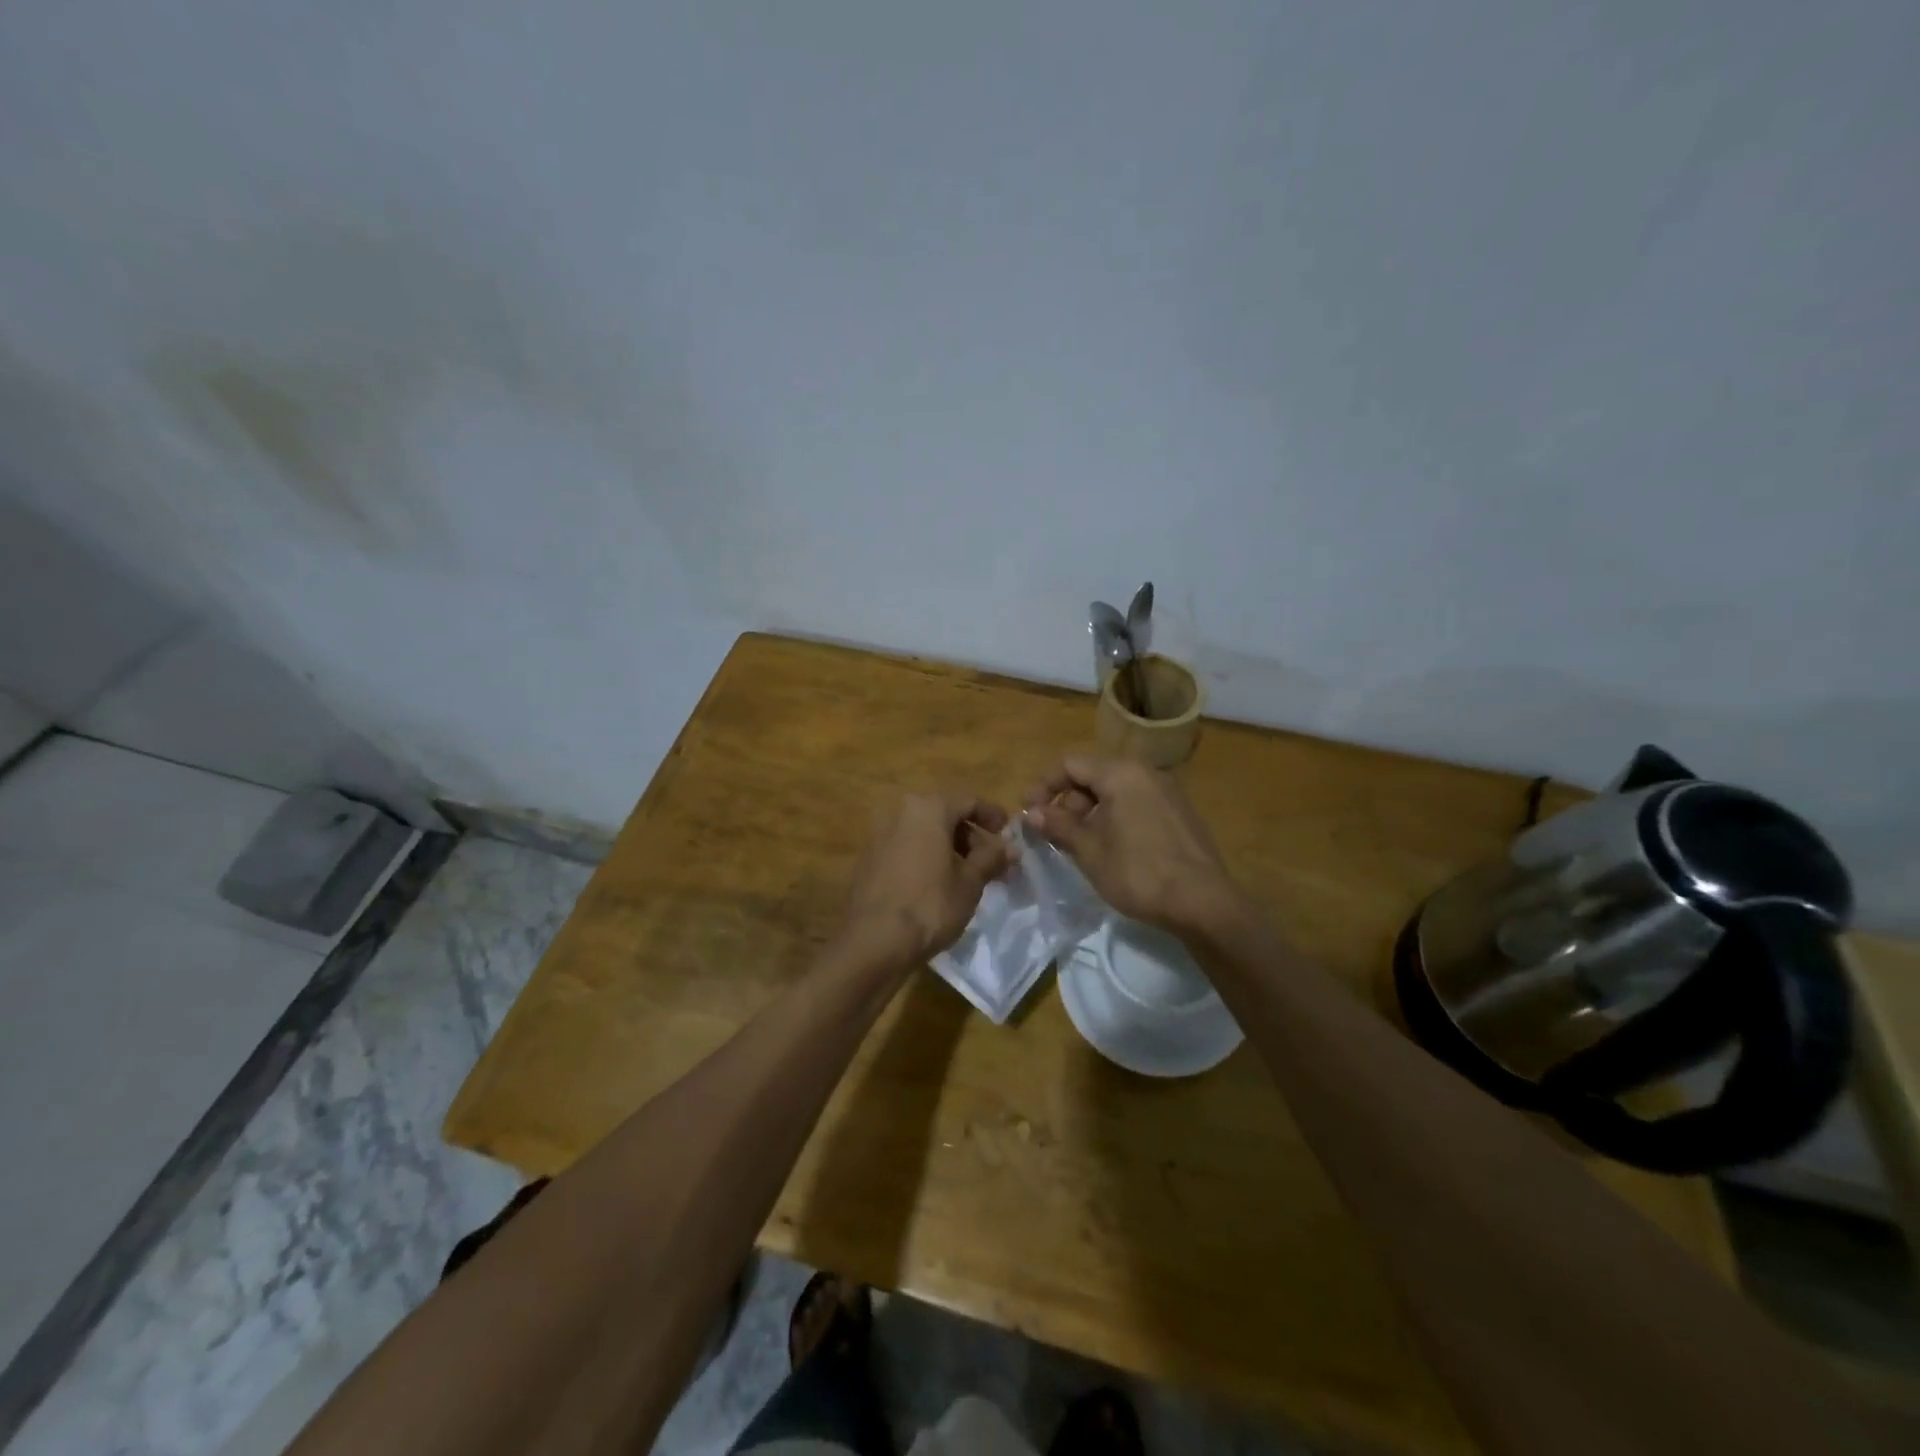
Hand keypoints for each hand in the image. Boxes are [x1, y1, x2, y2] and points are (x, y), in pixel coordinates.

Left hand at [836, 794, 1014, 968]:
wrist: (874, 941)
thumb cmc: (930, 905)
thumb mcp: (970, 882)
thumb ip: (991, 858)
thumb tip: (1011, 847)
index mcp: (929, 808)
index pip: (969, 801)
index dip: (993, 816)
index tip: (1008, 834)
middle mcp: (901, 810)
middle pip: (944, 814)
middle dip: (969, 835)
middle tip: (989, 860)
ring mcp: (880, 832)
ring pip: (923, 830)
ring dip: (947, 846)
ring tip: (965, 874)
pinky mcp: (868, 856)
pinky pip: (905, 846)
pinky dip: (924, 855)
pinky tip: (936, 882)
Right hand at [1025, 756, 1238, 932]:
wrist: (1204, 903)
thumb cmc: (1139, 872)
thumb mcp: (1090, 850)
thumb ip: (1058, 825)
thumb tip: (1031, 812)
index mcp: (1122, 773)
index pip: (1070, 764)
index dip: (1043, 785)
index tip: (1027, 812)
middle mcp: (1146, 773)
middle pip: (1093, 775)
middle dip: (1067, 802)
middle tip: (1052, 834)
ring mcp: (1167, 792)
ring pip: (1115, 792)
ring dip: (1089, 813)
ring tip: (1077, 845)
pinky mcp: (1179, 814)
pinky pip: (1136, 804)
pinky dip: (1114, 819)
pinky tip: (1109, 849)